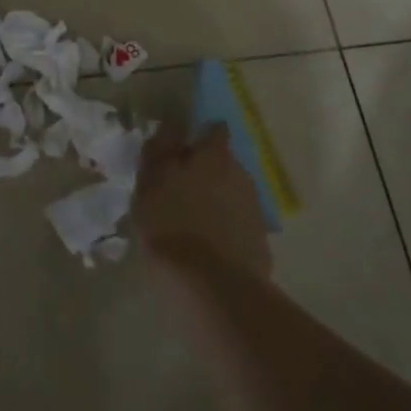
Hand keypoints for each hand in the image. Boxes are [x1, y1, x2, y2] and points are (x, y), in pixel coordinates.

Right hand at [133, 125, 273, 279]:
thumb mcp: (150, 182)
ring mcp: (254, 210)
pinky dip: (226, 229)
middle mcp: (241, 175)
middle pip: (224, 164)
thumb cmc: (171, 225)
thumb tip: (172, 123)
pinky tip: (208, 248)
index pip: (214, 130)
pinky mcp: (260, 243)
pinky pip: (238, 226)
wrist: (212, 287)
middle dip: (207, 171)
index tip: (185, 147)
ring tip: (193, 222)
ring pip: (232, 195)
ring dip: (217, 201)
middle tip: (182, 189)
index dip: (201, 135)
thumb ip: (160, 150)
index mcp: (214, 157)